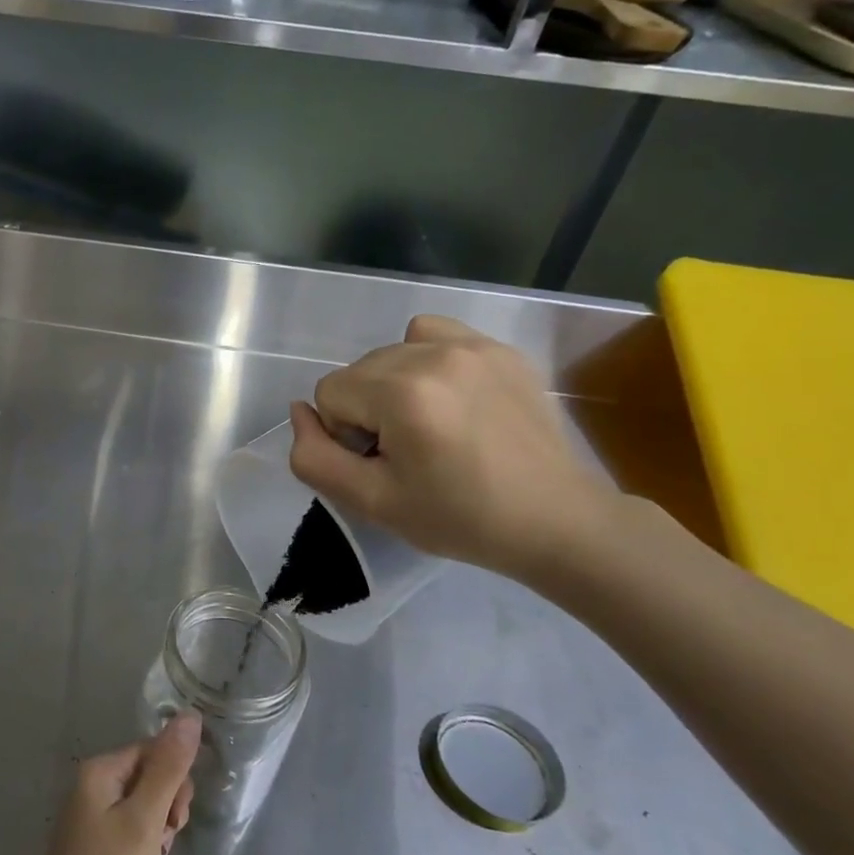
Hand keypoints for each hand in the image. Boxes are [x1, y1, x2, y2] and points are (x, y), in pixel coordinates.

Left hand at [16, 715, 199, 854]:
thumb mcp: (145, 820)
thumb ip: (168, 768)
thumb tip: (190, 714)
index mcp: (100, 771)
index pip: (154, 751)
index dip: (174, 780)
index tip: (176, 818)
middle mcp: (92, 787)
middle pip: (149, 775)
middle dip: (168, 805)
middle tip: (165, 840)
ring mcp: (92, 819)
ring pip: (144, 805)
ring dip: (159, 828)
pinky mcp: (95, 848)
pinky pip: (132, 830)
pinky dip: (146, 846)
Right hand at [288, 315, 614, 581]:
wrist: (554, 520)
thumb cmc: (459, 518)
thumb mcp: (371, 502)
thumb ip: (314, 458)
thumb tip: (299, 412)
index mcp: (402, 392)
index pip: (329, 393)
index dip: (345, 435)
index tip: (383, 465)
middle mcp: (434, 352)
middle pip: (358, 369)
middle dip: (366, 409)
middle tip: (407, 453)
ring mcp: (473, 344)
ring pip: (391, 351)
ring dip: (393, 385)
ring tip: (428, 423)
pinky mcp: (499, 348)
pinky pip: (434, 335)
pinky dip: (425, 360)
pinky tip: (449, 397)